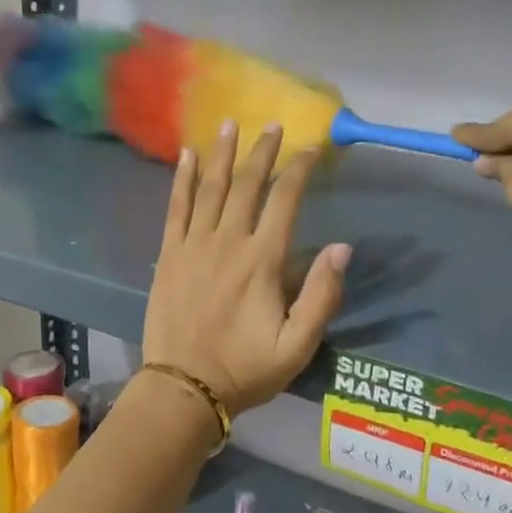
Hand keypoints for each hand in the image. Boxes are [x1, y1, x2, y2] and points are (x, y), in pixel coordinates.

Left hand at [143, 122, 350, 416]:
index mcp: (262, 261)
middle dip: (262, 152)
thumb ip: (321, 296)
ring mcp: (193, 246)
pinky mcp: (168, 255)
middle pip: (247, 185)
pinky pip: (176, 208)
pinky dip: (183, 180)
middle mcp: (227, 242)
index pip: (285, 201)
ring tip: (230, 124)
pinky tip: (187, 157)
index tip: (312, 148)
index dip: (300, 170)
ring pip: (210, 189)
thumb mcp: (297, 346)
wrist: (184, 387)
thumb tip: (343, 248)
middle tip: (272, 125)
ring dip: (222, 154)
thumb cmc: (245, 370)